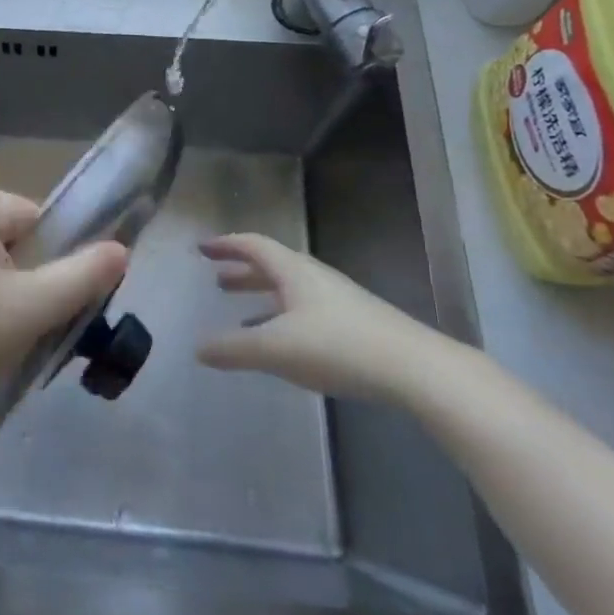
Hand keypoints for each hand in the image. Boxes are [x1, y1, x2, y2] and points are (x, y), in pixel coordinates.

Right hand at [196, 234, 457, 400]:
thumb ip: (233, 349)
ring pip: (291, 289)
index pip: (252, 245)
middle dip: (242, 271)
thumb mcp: (275, 349)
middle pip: (272, 265)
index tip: (203, 248)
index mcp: (293, 270)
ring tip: (241, 314)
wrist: (416, 369)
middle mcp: (314, 277)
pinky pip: (307, 310)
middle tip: (218, 280)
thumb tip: (198, 348)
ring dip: (263, 296)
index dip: (226, 245)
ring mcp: (339, 300)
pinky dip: (284, 317)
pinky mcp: (356, 324)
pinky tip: (283, 344)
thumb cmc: (338, 347)